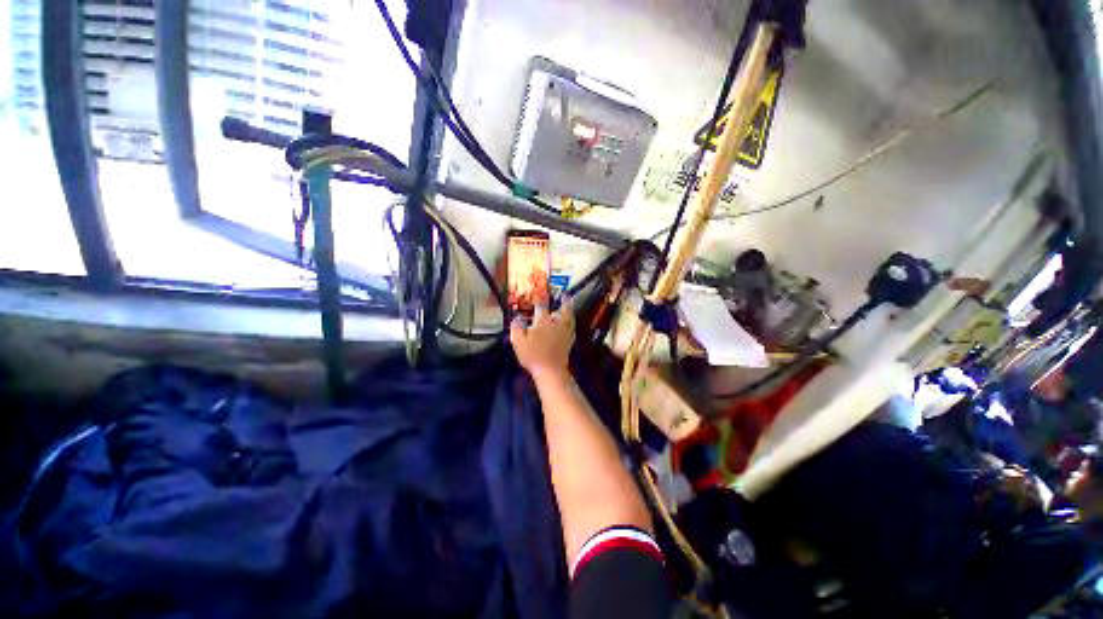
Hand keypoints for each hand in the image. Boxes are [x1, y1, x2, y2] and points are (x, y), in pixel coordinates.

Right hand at [511, 299, 574, 382]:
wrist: (550, 370)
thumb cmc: (532, 355)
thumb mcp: (518, 341)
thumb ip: (516, 327)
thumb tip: (517, 317)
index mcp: (543, 321)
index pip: (542, 306)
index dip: (540, 298)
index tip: (539, 293)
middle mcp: (557, 323)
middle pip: (564, 309)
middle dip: (564, 301)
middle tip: (565, 295)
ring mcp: (565, 333)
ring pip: (570, 318)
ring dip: (570, 311)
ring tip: (570, 307)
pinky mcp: (569, 342)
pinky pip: (572, 330)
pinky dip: (572, 325)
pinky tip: (571, 326)